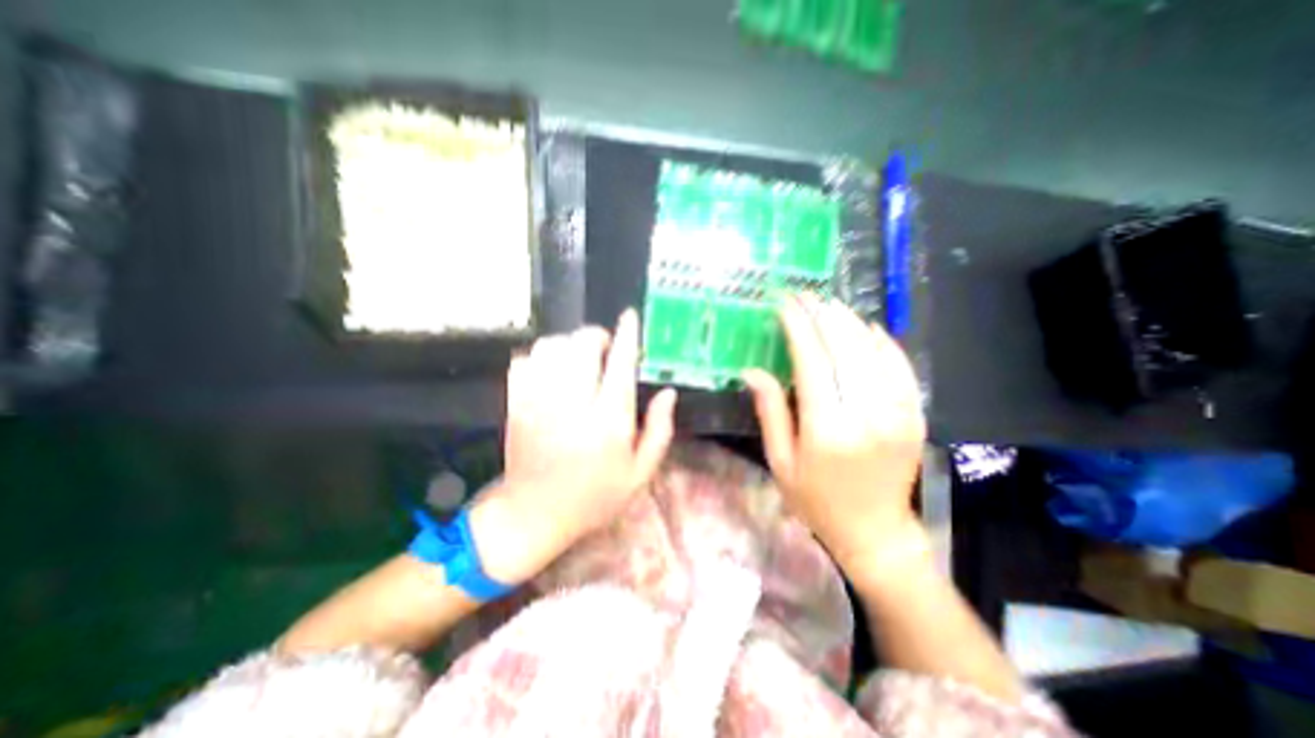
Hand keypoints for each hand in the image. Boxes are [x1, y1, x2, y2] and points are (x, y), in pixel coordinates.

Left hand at [470, 307, 676, 585]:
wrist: (533, 514)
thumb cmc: (594, 496)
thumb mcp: (640, 473)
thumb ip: (660, 430)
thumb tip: (668, 392)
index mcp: (609, 421)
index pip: (621, 364)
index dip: (628, 335)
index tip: (630, 316)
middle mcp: (574, 404)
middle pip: (582, 345)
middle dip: (597, 336)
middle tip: (605, 349)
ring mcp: (539, 401)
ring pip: (552, 346)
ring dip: (569, 343)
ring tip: (578, 359)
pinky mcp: (516, 404)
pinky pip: (524, 360)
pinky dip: (540, 355)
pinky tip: (551, 370)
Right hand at [744, 298, 927, 583]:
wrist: (875, 532)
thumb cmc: (816, 500)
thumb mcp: (780, 461)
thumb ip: (769, 411)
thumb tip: (752, 370)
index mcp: (827, 428)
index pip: (811, 360)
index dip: (797, 326)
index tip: (784, 303)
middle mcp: (866, 414)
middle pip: (844, 348)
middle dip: (821, 315)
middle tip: (803, 296)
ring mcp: (897, 413)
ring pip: (873, 351)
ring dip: (849, 322)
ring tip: (828, 305)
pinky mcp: (915, 415)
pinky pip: (901, 367)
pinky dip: (884, 342)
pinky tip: (867, 327)